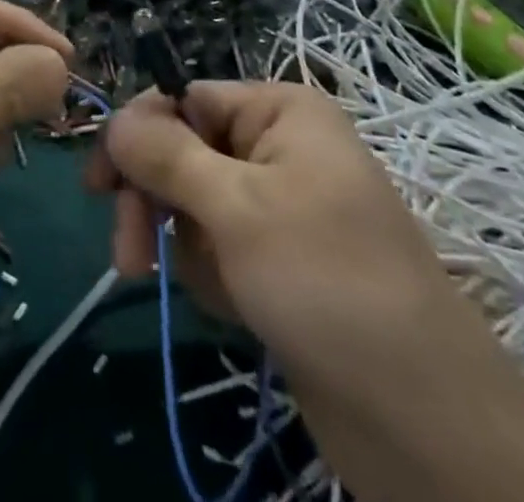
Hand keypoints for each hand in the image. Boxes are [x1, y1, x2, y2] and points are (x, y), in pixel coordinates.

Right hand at [86, 81, 453, 396]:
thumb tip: (114, 118)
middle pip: (182, 153)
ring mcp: (279, 207)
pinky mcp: (279, 262)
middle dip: (154, 201)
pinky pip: (218, 248)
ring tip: (218, 292)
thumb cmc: (327, 282)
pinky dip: (214, 276)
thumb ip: (166, 156)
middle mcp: (278, 148)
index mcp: (278, 111)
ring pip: (193, 205)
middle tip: (127, 256)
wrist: (425, 423)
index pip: (183, 100)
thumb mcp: (237, 208)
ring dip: (186, 247)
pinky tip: (240, 309)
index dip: (138, 137)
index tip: (98, 186)